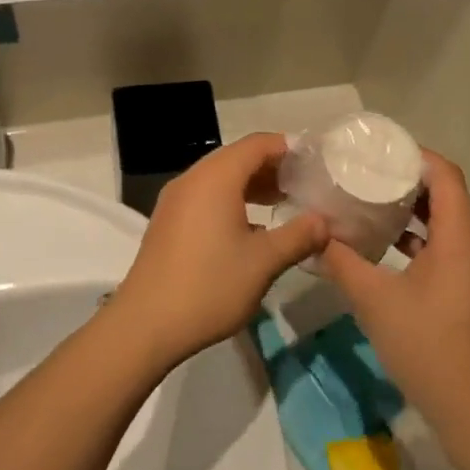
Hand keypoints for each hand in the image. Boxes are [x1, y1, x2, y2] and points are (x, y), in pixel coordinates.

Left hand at [108, 133, 327, 366]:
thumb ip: (298, 236)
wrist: (145, 325)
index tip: (316, 163)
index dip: (289, 148)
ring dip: (252, 185)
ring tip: (283, 203)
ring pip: (220, 178)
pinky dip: (232, 200)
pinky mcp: (168, 222)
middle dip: (273, 167)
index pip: (258, 144)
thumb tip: (324, 222)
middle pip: (237, 157)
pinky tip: (251, 228)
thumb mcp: (264, 262)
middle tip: (305, 185)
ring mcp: (175, 201)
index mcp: (216, 178)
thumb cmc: (209, 286)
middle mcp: (192, 180)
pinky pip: (206, 197)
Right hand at [321, 153, 469, 444]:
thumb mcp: (373, 298)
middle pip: (445, 195)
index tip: (378, 151)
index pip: (445, 175)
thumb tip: (314, 233)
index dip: (414, 156)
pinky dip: (416, 239)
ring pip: (443, 224)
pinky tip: (382, 247)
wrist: (469, 406)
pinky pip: (443, 248)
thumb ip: (341, 261)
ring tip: (369, 202)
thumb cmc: (425, 343)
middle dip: (407, 181)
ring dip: (410, 211)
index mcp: (459, 236)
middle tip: (366, 173)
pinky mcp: (466, 291)